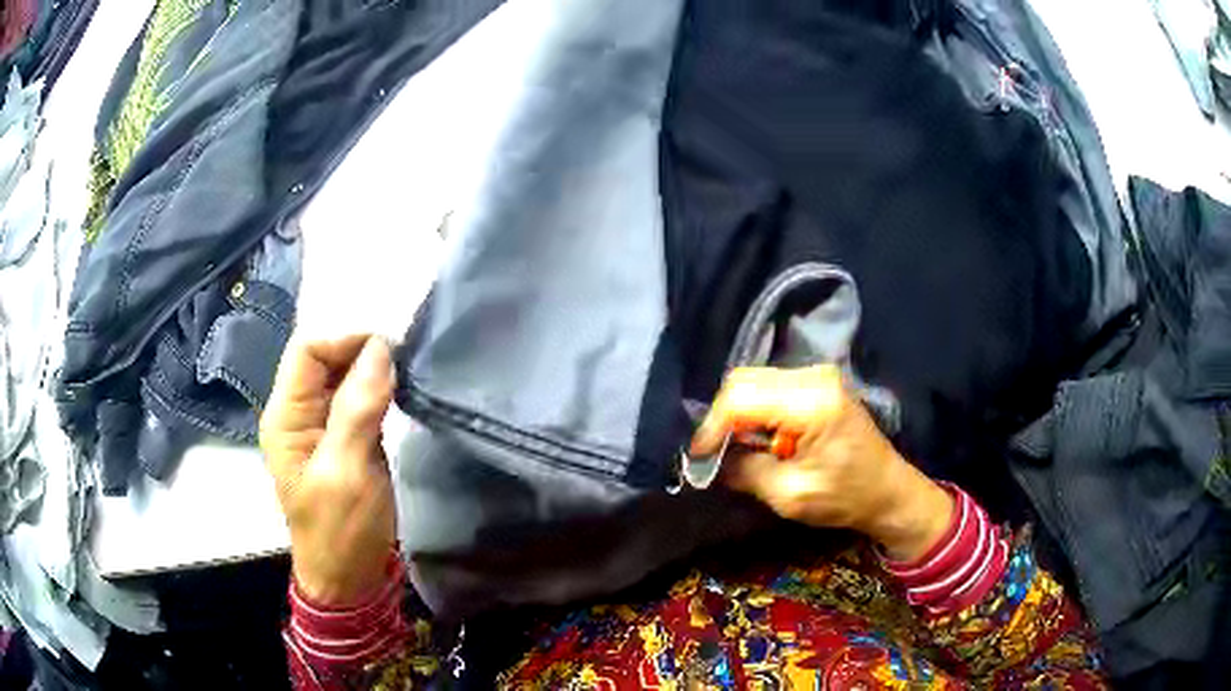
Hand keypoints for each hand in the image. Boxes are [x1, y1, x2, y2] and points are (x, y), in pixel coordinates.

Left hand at [260, 334, 396, 605]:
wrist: (349, 580)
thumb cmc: (341, 532)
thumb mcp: (346, 473)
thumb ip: (357, 409)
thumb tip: (380, 349)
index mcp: (285, 416)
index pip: (307, 349)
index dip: (345, 337)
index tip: (389, 345)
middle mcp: (297, 412)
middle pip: (324, 357)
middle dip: (360, 349)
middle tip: (404, 355)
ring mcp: (320, 425)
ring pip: (342, 374)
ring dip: (372, 367)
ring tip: (407, 367)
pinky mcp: (343, 438)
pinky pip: (357, 397)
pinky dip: (378, 388)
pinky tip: (400, 389)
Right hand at [691, 365, 953, 561]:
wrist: (888, 491)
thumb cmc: (846, 497)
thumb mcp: (790, 495)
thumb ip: (745, 472)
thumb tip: (710, 462)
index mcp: (811, 402)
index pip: (741, 398)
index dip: (712, 428)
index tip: (698, 458)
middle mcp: (813, 376)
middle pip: (743, 380)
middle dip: (721, 418)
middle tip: (713, 454)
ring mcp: (817, 375)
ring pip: (753, 381)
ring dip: (737, 414)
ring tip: (734, 449)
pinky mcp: (817, 383)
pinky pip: (769, 387)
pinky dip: (754, 411)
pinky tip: (758, 439)